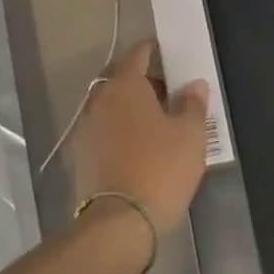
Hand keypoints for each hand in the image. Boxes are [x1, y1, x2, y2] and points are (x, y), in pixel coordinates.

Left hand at [69, 40, 210, 225]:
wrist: (118, 224)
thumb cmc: (160, 169)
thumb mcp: (189, 135)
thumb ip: (192, 104)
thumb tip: (193, 84)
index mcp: (125, 85)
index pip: (138, 54)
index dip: (153, 49)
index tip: (166, 52)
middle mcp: (100, 99)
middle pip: (122, 79)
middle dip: (143, 81)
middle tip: (168, 92)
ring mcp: (86, 128)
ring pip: (111, 105)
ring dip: (130, 107)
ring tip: (156, 122)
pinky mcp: (80, 156)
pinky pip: (104, 130)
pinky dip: (119, 130)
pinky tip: (138, 147)